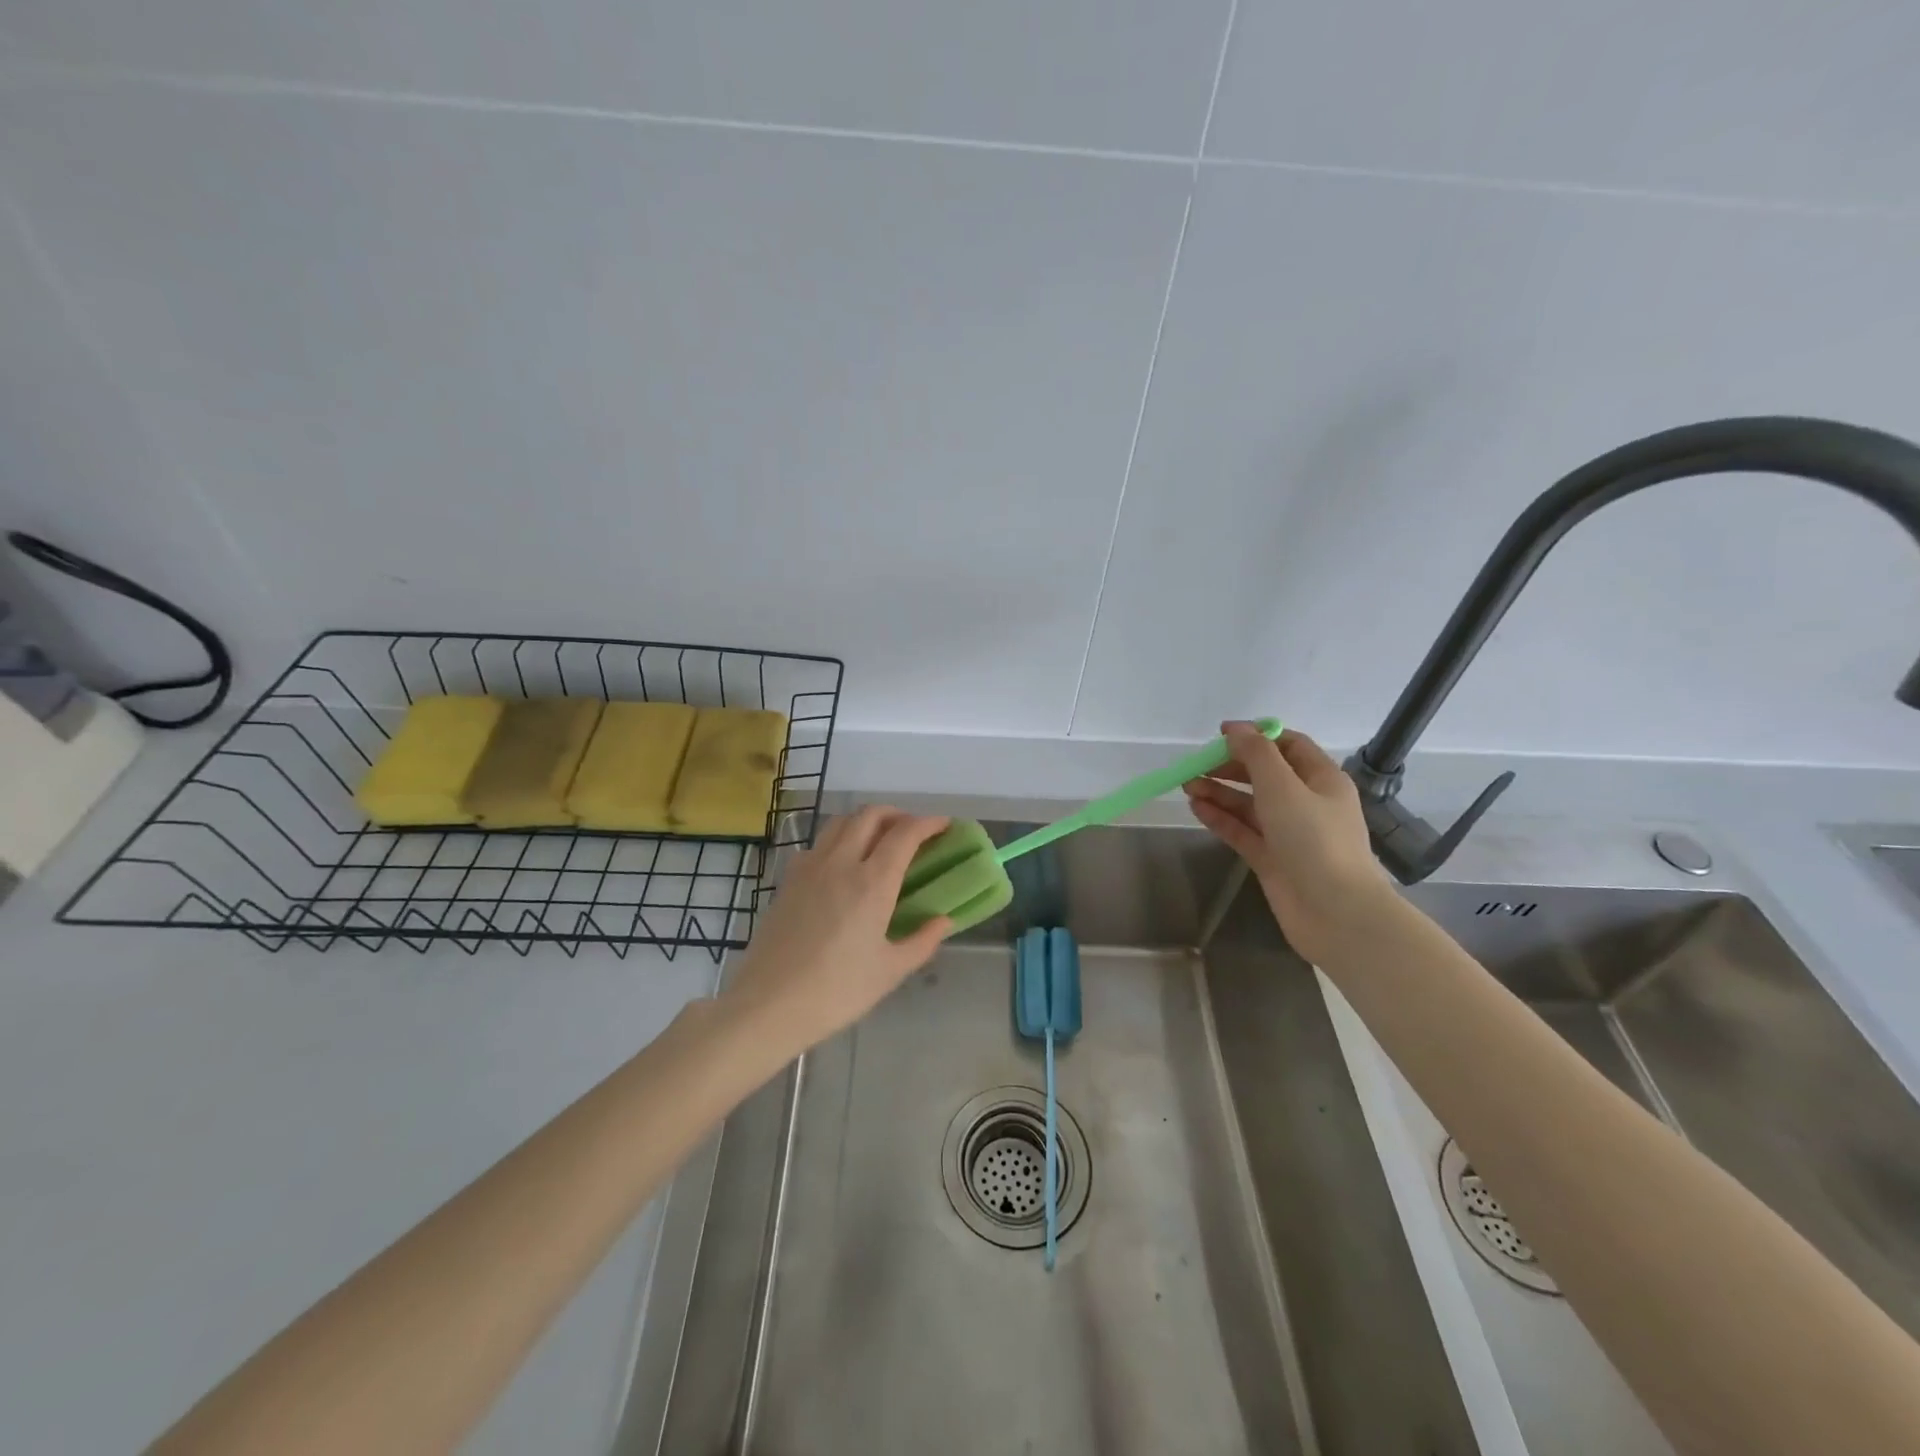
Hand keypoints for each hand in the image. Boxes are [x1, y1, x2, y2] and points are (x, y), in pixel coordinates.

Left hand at [719, 807, 953, 1054]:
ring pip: (841, 822)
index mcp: (873, 883)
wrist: (770, 1004)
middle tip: (912, 831)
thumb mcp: (890, 972)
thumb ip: (922, 941)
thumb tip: (944, 920)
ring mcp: (810, 867)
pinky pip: (818, 843)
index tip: (944, 825)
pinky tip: (842, 863)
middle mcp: (841, 863)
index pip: (905, 834)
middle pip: (870, 815)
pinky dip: (838, 839)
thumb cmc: (837, 991)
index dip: (928, 823)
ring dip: (865, 821)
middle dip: (897, 814)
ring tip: (879, 839)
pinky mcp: (788, 879)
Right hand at [1183, 723, 1388, 963]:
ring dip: (1219, 792)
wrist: (1336, 913)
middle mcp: (1307, 802)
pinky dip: (1220, 818)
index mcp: (1321, 779)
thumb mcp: (1283, 787)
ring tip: (1186, 786)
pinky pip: (1242, 831)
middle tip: (1196, 765)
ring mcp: (1289, 833)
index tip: (1220, 735)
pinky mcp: (1272, 859)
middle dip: (1230, 766)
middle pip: (1264, 774)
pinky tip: (1196, 809)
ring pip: (1249, 804)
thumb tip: (1235, 728)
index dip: (1256, 736)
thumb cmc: (1314, 841)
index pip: (1289, 745)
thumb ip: (1256, 754)